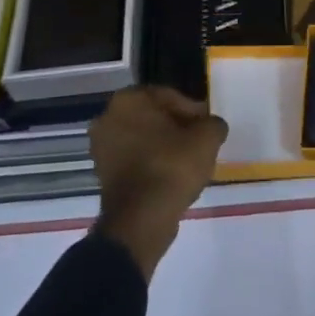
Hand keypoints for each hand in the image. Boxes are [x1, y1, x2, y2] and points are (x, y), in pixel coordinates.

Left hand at [90, 86, 227, 278]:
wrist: (141, 219)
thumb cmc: (172, 166)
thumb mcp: (207, 137)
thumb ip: (213, 124)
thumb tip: (211, 126)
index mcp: (129, 99)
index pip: (169, 96)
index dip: (193, 111)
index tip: (207, 127)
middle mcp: (108, 117)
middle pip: (154, 117)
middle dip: (177, 127)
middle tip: (199, 142)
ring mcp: (101, 147)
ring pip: (143, 138)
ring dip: (164, 146)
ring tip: (188, 162)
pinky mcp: (102, 174)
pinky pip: (134, 160)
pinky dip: (152, 164)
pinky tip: (172, 176)